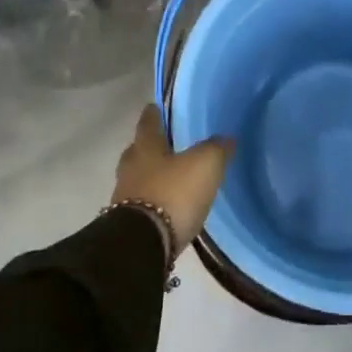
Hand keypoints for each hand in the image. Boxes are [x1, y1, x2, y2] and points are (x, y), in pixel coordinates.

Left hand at [111, 105, 234, 257]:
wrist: (142, 245)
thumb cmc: (173, 193)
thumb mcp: (204, 164)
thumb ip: (216, 148)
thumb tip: (226, 138)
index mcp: (145, 148)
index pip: (147, 123)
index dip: (153, 114)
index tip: (154, 106)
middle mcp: (130, 169)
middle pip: (138, 151)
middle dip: (149, 147)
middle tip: (165, 144)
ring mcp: (125, 198)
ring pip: (137, 178)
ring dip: (150, 176)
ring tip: (170, 178)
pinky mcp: (128, 225)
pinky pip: (141, 204)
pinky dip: (153, 201)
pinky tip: (167, 205)